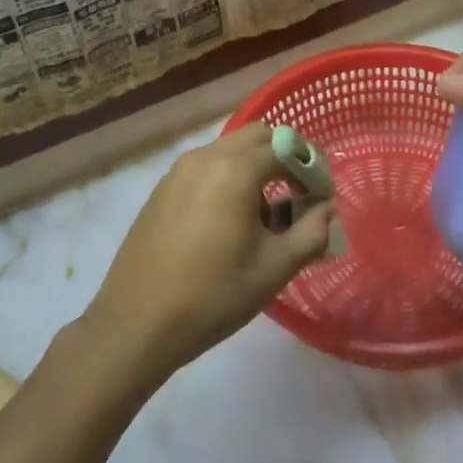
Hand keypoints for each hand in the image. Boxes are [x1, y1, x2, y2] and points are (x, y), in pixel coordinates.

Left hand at [86, 125, 331, 380]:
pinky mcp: (162, 190)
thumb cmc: (213, 296)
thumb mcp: (274, 269)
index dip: (311, 166)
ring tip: (264, 218)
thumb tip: (326, 208)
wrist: (136, 325)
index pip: (286, 146)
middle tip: (298, 198)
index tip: (322, 195)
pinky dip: (228, 179)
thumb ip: (311, 232)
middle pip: (257, 137)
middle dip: (284, 159)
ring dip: (255, 169)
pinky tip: (228, 224)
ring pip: (229, 151)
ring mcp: (178, 171)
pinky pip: (206, 168)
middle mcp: (205, 157)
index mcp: (234, 170)